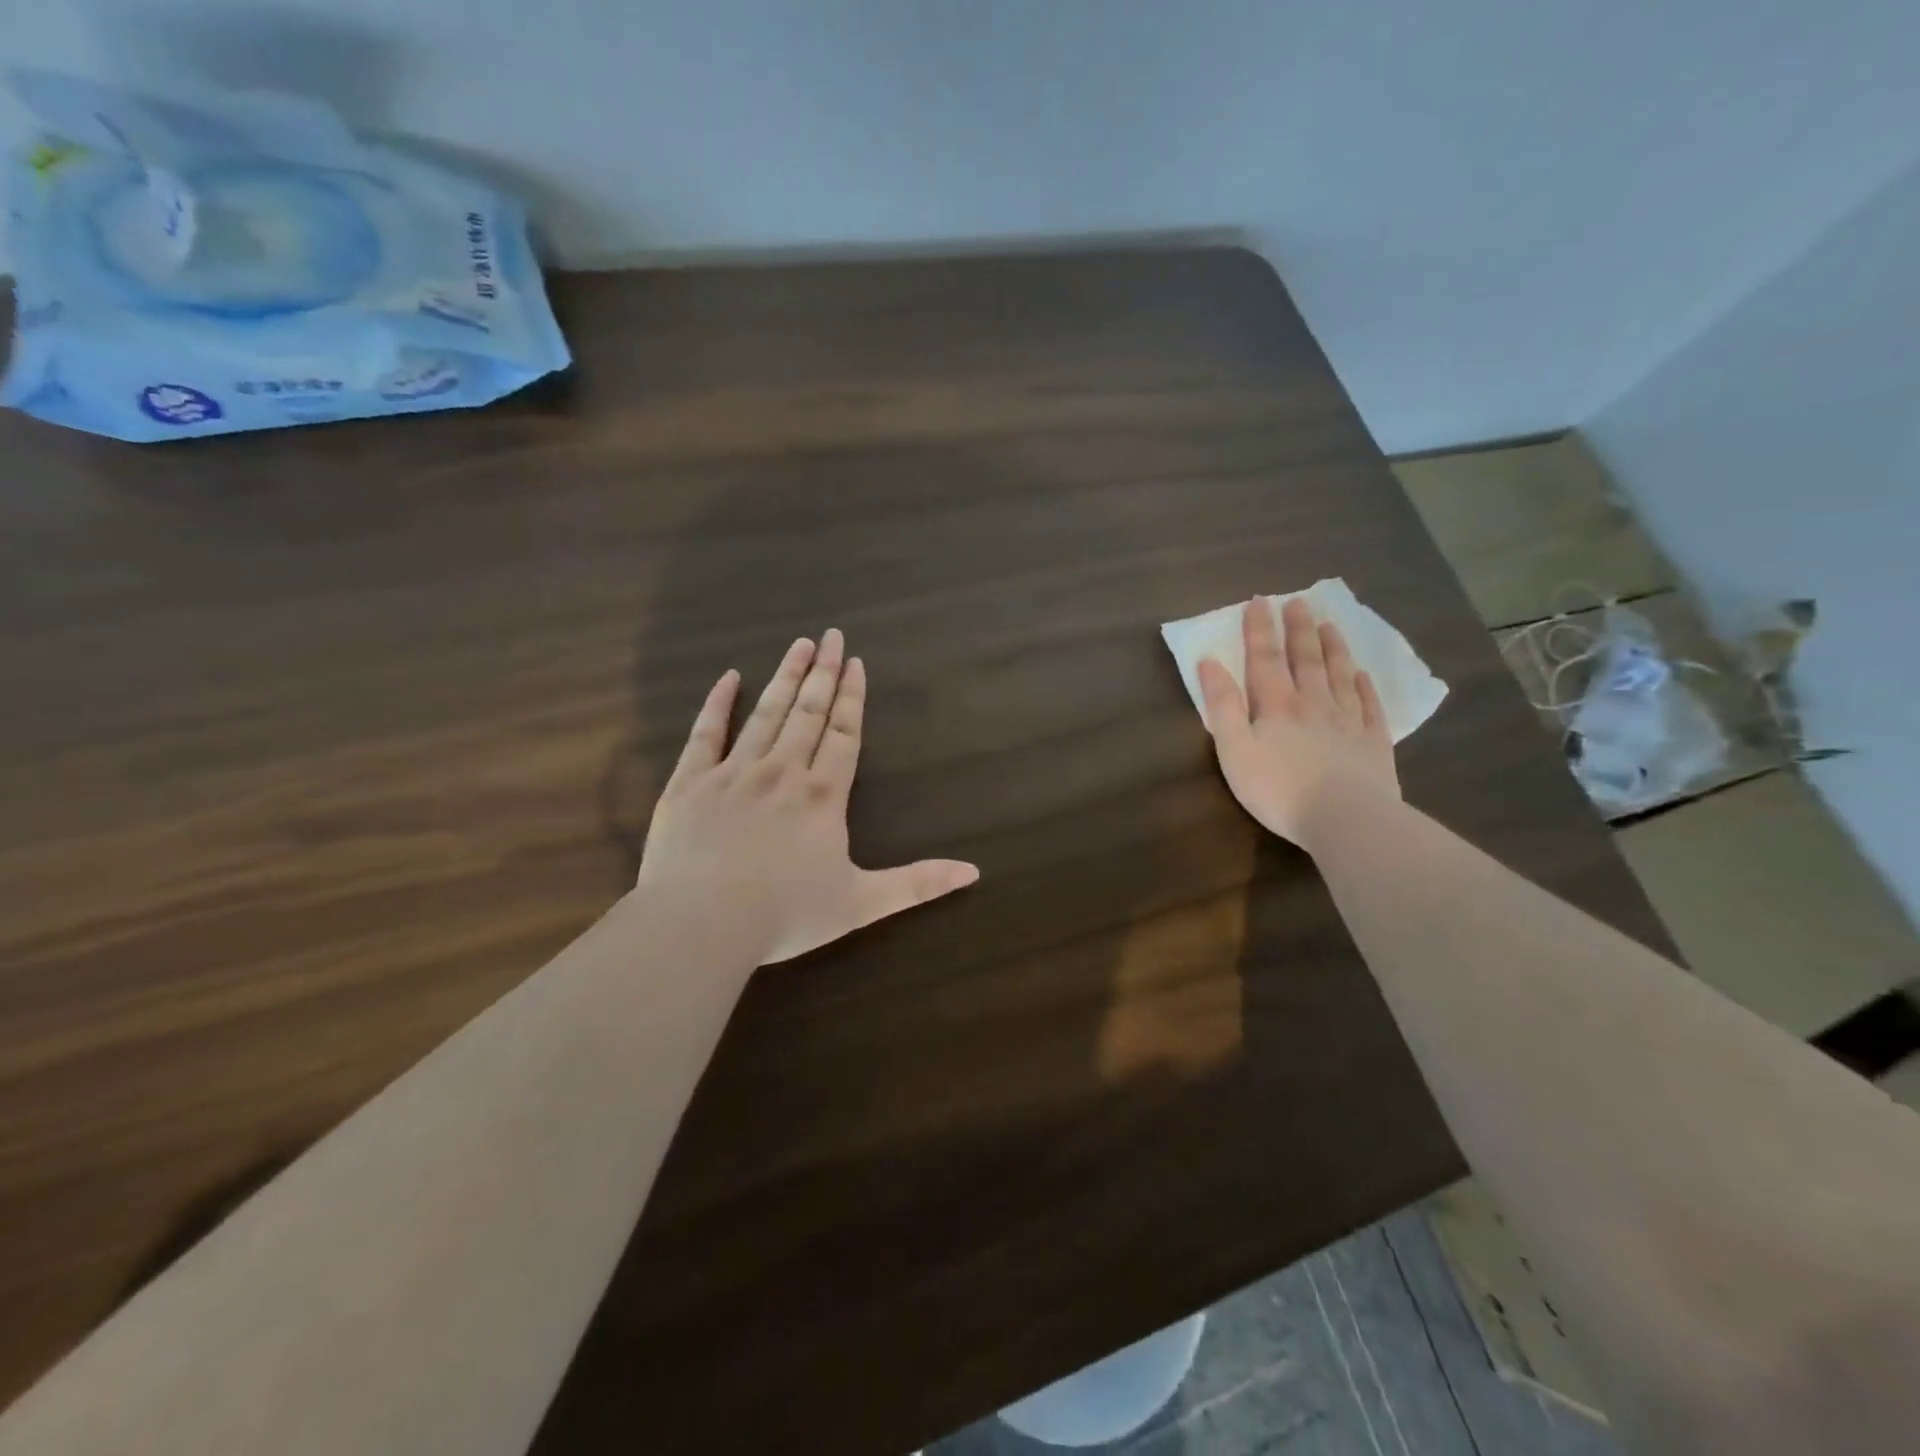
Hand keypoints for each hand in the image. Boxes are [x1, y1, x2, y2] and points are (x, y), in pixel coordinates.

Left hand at [636, 629, 979, 964]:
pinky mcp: (690, 783)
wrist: (702, 922)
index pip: (844, 734)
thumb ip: (917, 884)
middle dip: (822, 673)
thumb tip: (974, 871)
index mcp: (822, 796)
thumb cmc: (785, 914)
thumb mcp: (861, 904)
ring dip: (785, 678)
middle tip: (830, 635)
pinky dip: (718, 703)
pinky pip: (705, 733)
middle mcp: (782, 772)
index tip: (855, 662)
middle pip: (808, 713)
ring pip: (765, 714)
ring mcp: (733, 773)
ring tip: (798, 645)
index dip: (852, 697)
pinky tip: (730, 676)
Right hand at [1197, 597, 1399, 849]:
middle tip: (1299, 602)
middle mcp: (1313, 703)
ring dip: (1333, 648)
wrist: (1345, 818)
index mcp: (1276, 705)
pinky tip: (1363, 675)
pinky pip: (1369, 706)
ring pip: (1340, 675)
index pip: (1265, 658)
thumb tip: (1209, 663)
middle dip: (1298, 629)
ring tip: (1330, 625)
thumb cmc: (1278, 789)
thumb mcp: (1234, 750)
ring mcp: (1348, 721)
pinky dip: (1365, 687)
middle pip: (1306, 659)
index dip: (1259, 629)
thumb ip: (1222, 706)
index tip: (1259, 600)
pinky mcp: (1373, 743)